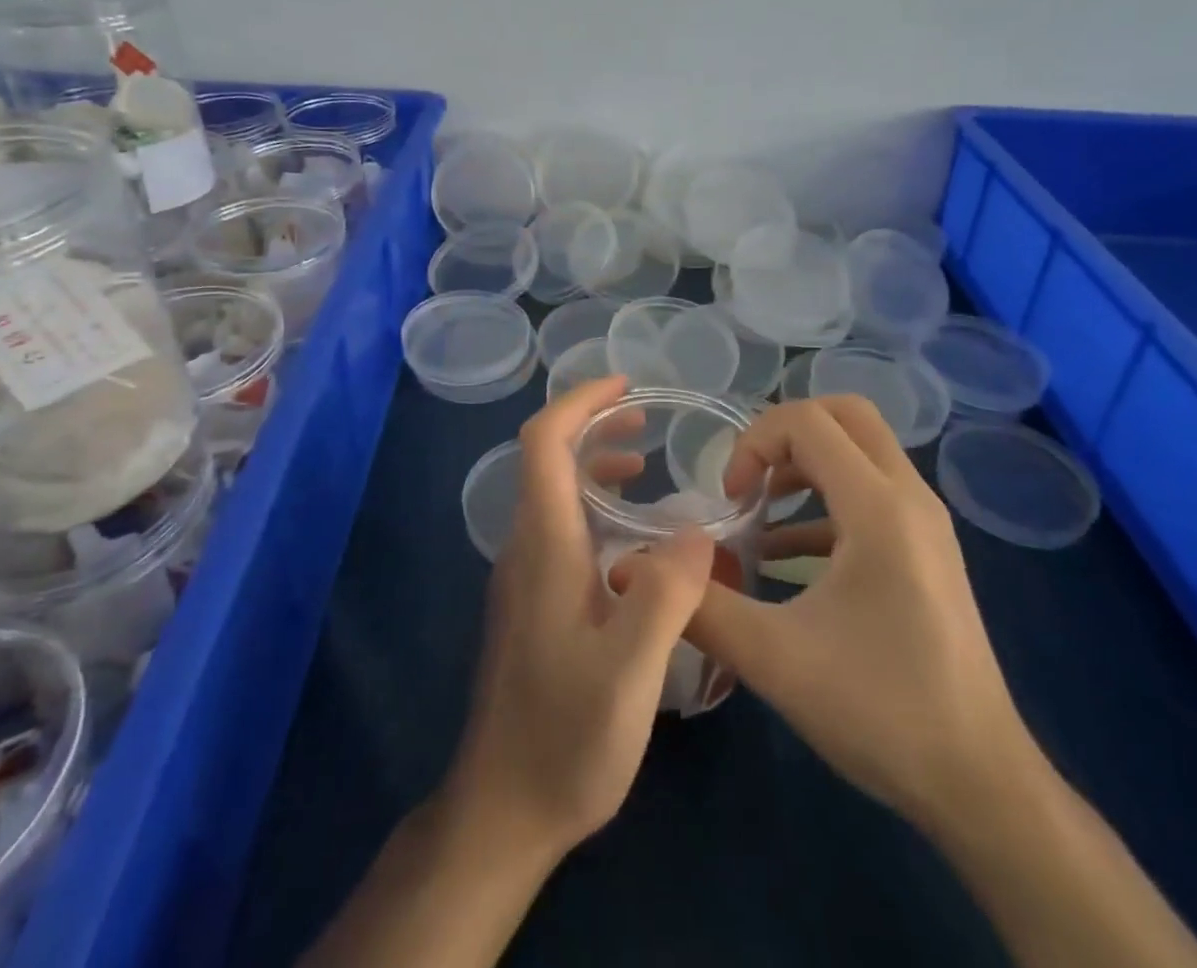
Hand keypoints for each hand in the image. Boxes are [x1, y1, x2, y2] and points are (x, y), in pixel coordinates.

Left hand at [445, 375, 714, 861]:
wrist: (502, 810)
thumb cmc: (564, 738)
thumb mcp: (629, 672)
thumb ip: (665, 595)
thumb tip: (695, 529)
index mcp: (544, 545)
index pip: (544, 442)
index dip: (580, 402)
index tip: (625, 386)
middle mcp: (526, 548)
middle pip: (547, 459)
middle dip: (593, 425)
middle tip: (646, 420)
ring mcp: (525, 577)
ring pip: (554, 495)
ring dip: (594, 466)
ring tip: (644, 466)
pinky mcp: (534, 604)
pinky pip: (562, 529)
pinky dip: (595, 508)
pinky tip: (636, 542)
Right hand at [690, 397, 1038, 830]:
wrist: (980, 784)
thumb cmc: (881, 711)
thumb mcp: (775, 660)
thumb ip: (700, 606)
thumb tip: (634, 570)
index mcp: (879, 508)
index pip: (808, 421)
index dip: (754, 443)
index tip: (730, 500)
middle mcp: (910, 497)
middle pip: (845, 414)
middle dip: (785, 434)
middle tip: (749, 482)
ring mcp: (925, 523)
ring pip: (862, 449)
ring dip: (805, 464)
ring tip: (760, 513)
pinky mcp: (926, 550)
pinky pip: (872, 493)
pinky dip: (825, 502)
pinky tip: (786, 556)